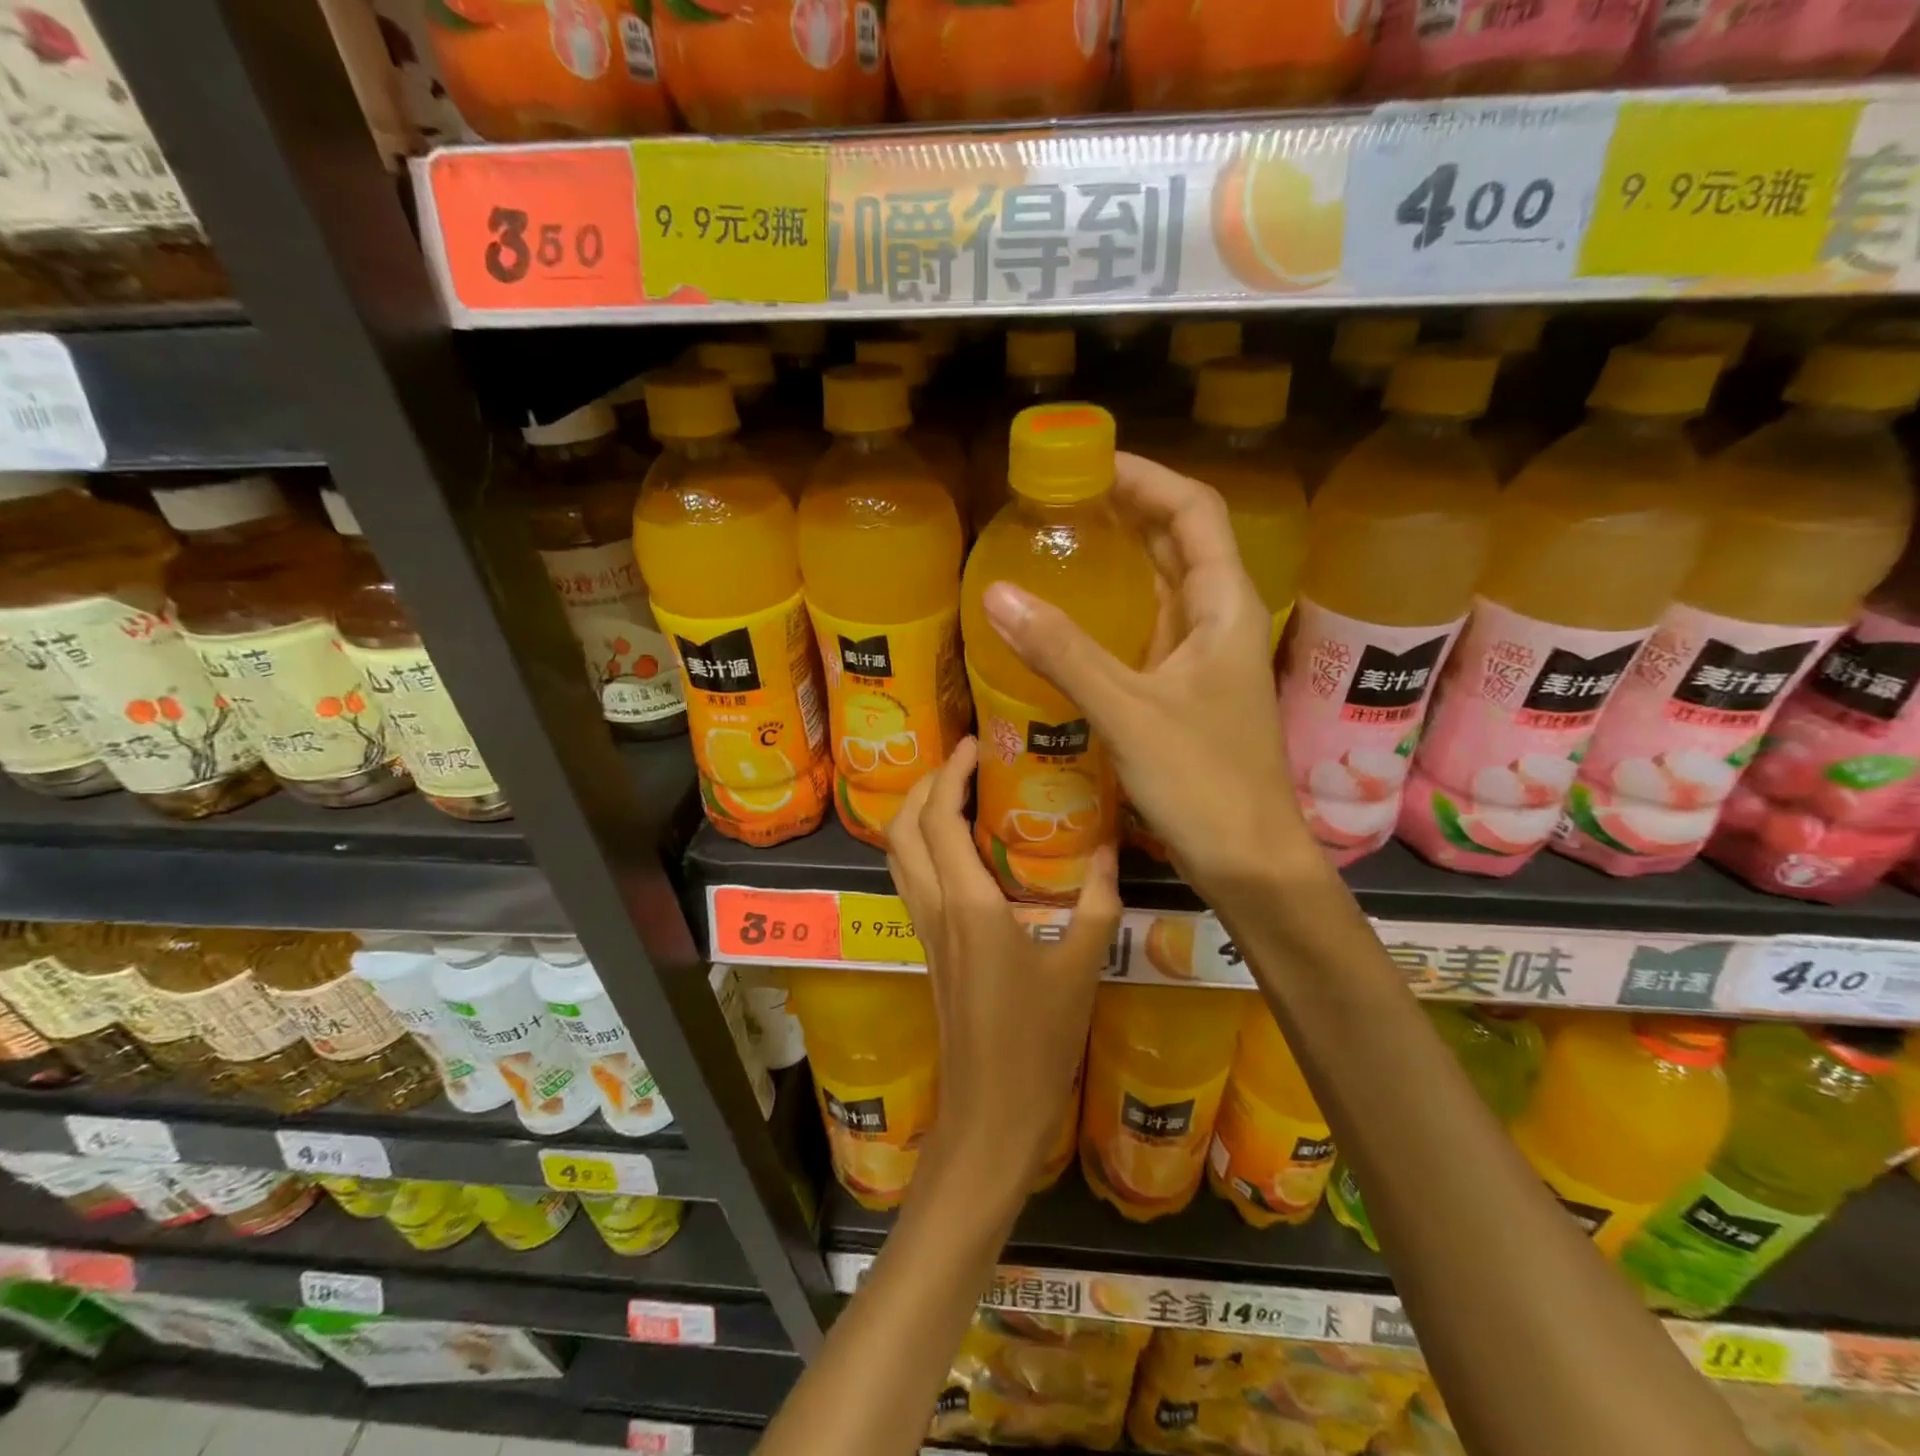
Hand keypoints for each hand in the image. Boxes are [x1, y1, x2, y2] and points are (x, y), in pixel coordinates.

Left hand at [885, 737, 1119, 1193]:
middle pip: (902, 828)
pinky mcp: (928, 947)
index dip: (950, 773)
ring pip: (897, 854)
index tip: (974, 743)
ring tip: (957, 792)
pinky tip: (960, 848)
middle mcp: (934, 907)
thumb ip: (1097, 902)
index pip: (939, 819)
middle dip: (925, 784)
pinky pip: (910, 879)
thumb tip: (1110, 846)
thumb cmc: (1038, 1042)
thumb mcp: (1083, 968)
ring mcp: (924, 929)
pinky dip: (921, 846)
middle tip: (964, 761)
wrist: (991, 1114)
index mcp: (968, 905)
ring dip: (915, 813)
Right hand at [979, 452, 1311, 897]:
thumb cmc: (1203, 781)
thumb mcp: (1127, 710)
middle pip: (1177, 542)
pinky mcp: (1184, 691)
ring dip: (1119, 559)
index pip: (1193, 511)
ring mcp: (1202, 658)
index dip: (1146, 476)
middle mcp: (1218, 621)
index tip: (1089, 459)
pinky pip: (1145, 633)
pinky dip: (1112, 613)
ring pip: (1160, 588)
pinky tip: (1071, 618)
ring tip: (1060, 541)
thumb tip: (996, 593)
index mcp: (1223, 606)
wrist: (1248, 860)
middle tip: (1061, 497)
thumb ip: (1063, 652)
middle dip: (1126, 510)